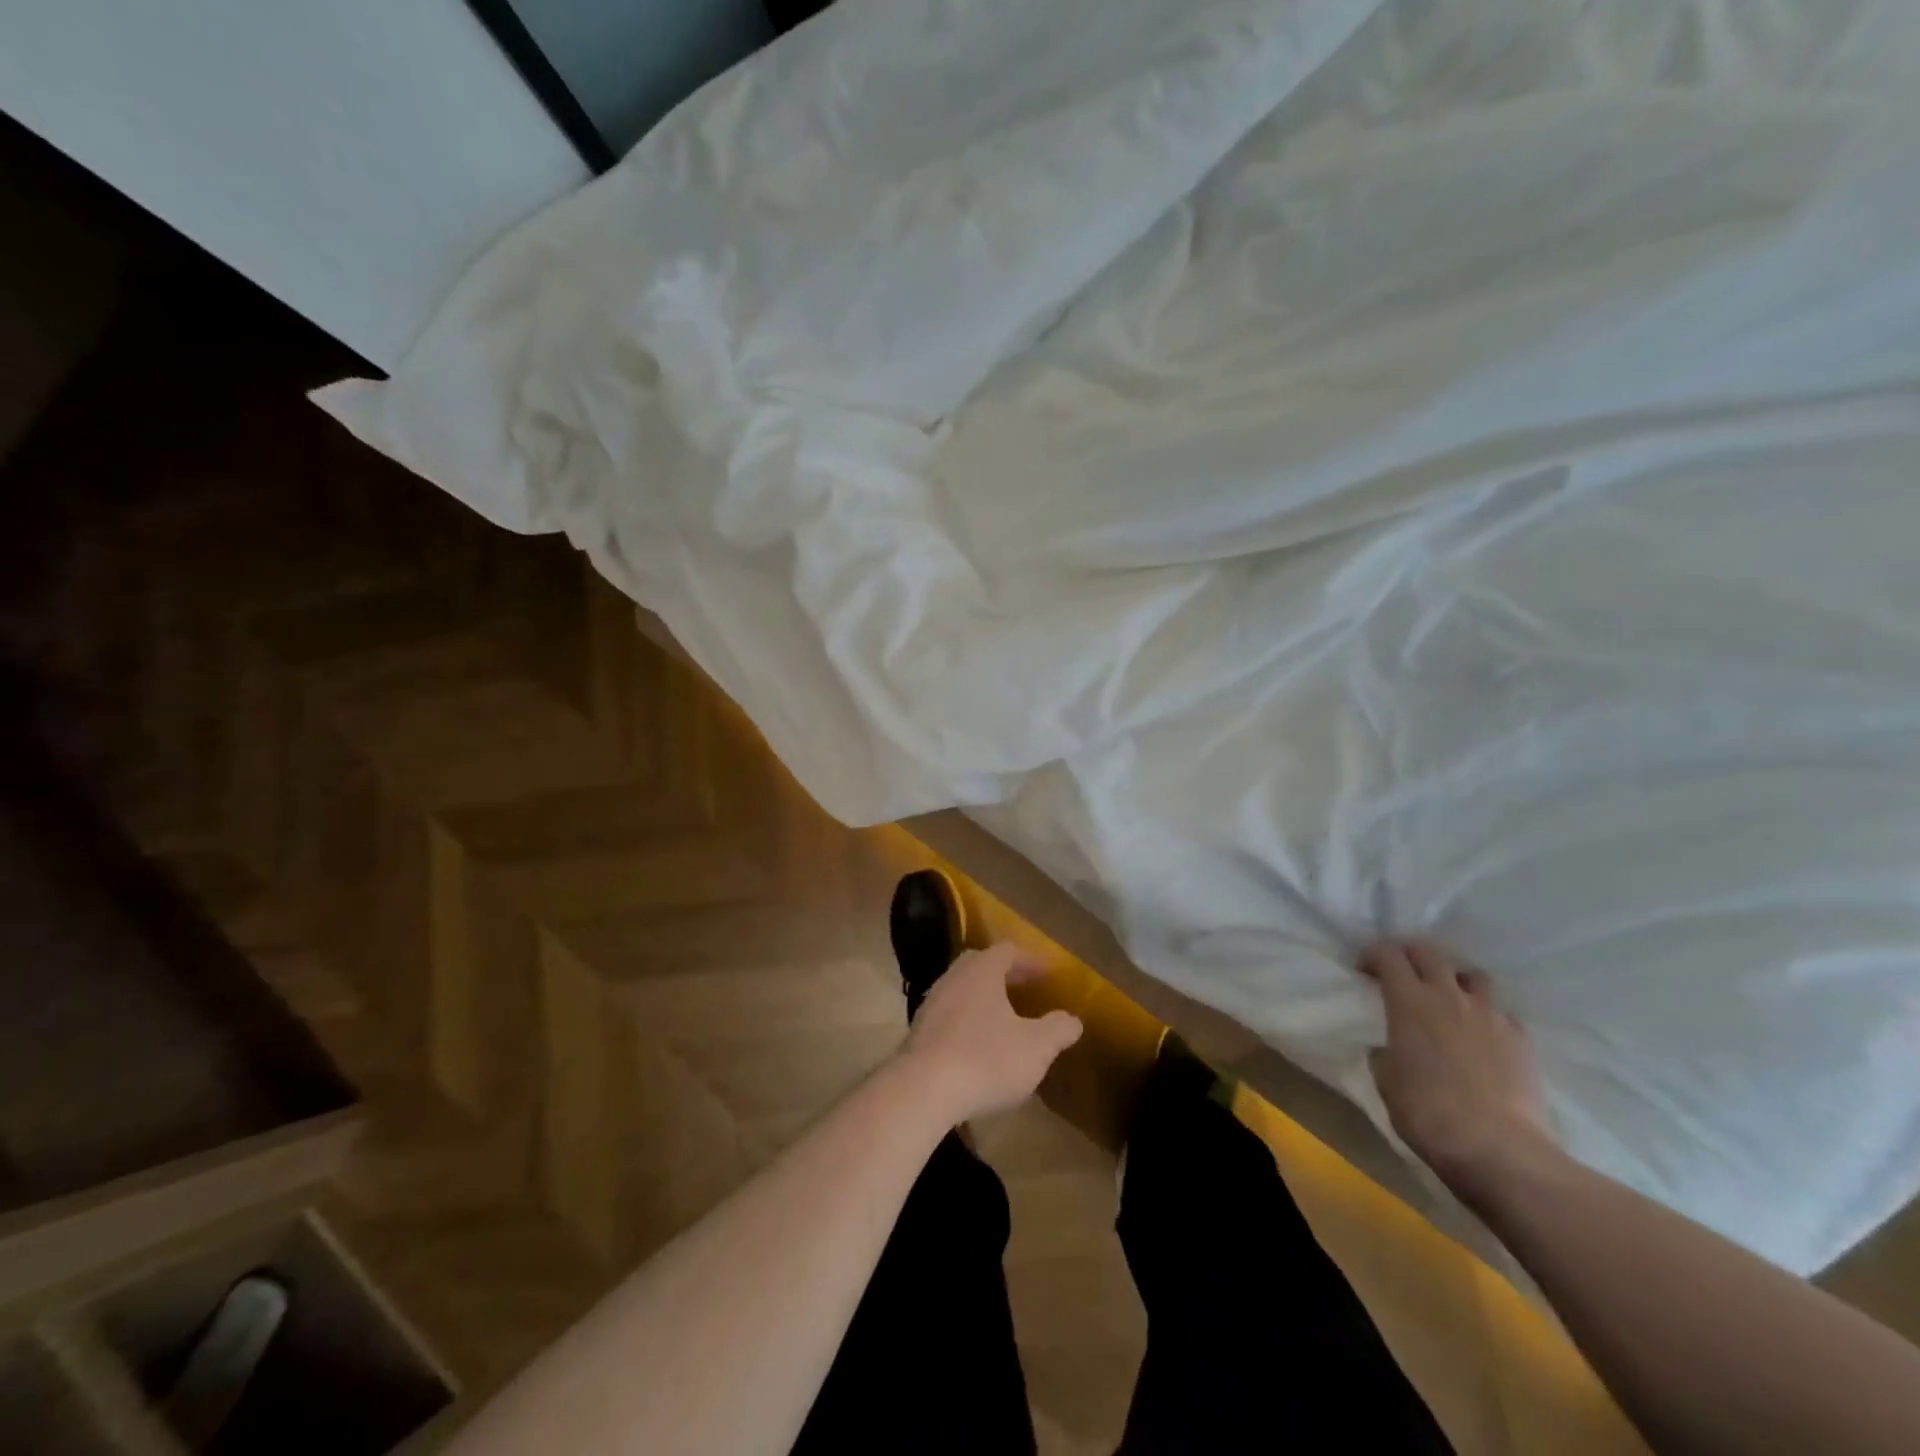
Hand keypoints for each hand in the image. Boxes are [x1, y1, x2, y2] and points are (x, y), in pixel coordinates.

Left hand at [899, 942, 1083, 1125]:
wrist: (921, 1091)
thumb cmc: (986, 1059)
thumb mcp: (1036, 1047)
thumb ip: (1058, 1029)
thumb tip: (1072, 1020)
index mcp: (981, 971)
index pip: (1008, 951)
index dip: (1031, 960)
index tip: (1050, 973)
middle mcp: (953, 978)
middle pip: (980, 965)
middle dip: (1005, 974)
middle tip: (1026, 988)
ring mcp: (932, 1004)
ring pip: (963, 990)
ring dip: (985, 998)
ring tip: (1005, 1018)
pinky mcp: (919, 1032)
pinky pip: (950, 1015)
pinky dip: (968, 1020)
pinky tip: (980, 1045)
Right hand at [1362, 942, 1558, 1201]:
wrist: (1498, 1149)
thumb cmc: (1427, 1113)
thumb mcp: (1386, 1080)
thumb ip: (1387, 1051)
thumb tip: (1392, 1047)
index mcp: (1409, 1001)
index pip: (1388, 955)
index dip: (1373, 956)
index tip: (1365, 971)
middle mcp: (1449, 996)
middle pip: (1430, 953)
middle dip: (1411, 957)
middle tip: (1402, 976)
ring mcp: (1490, 1015)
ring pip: (1473, 975)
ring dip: (1456, 980)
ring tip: (1450, 1000)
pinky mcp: (1522, 1038)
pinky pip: (1503, 1013)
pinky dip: (1489, 1016)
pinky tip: (1485, 1038)